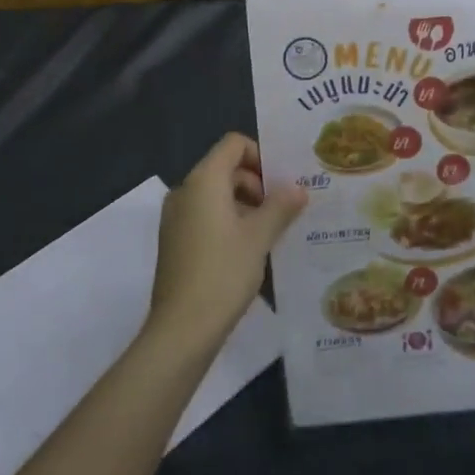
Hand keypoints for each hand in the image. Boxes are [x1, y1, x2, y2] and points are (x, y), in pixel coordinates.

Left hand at [149, 134, 306, 348]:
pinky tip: (250, 249)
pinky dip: (229, 222)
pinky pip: (206, 216)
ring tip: (272, 232)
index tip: (282, 183)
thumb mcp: (259, 237)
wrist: (182, 329)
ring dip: (246, 205)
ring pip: (217, 195)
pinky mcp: (175, 241)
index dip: (261, 155)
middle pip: (226, 169)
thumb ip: (281, 206)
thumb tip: (298, 188)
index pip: (233, 144)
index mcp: (203, 181)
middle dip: (258, 183)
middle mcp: (185, 191)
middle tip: (284, 210)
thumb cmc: (223, 273)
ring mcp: (176, 218)